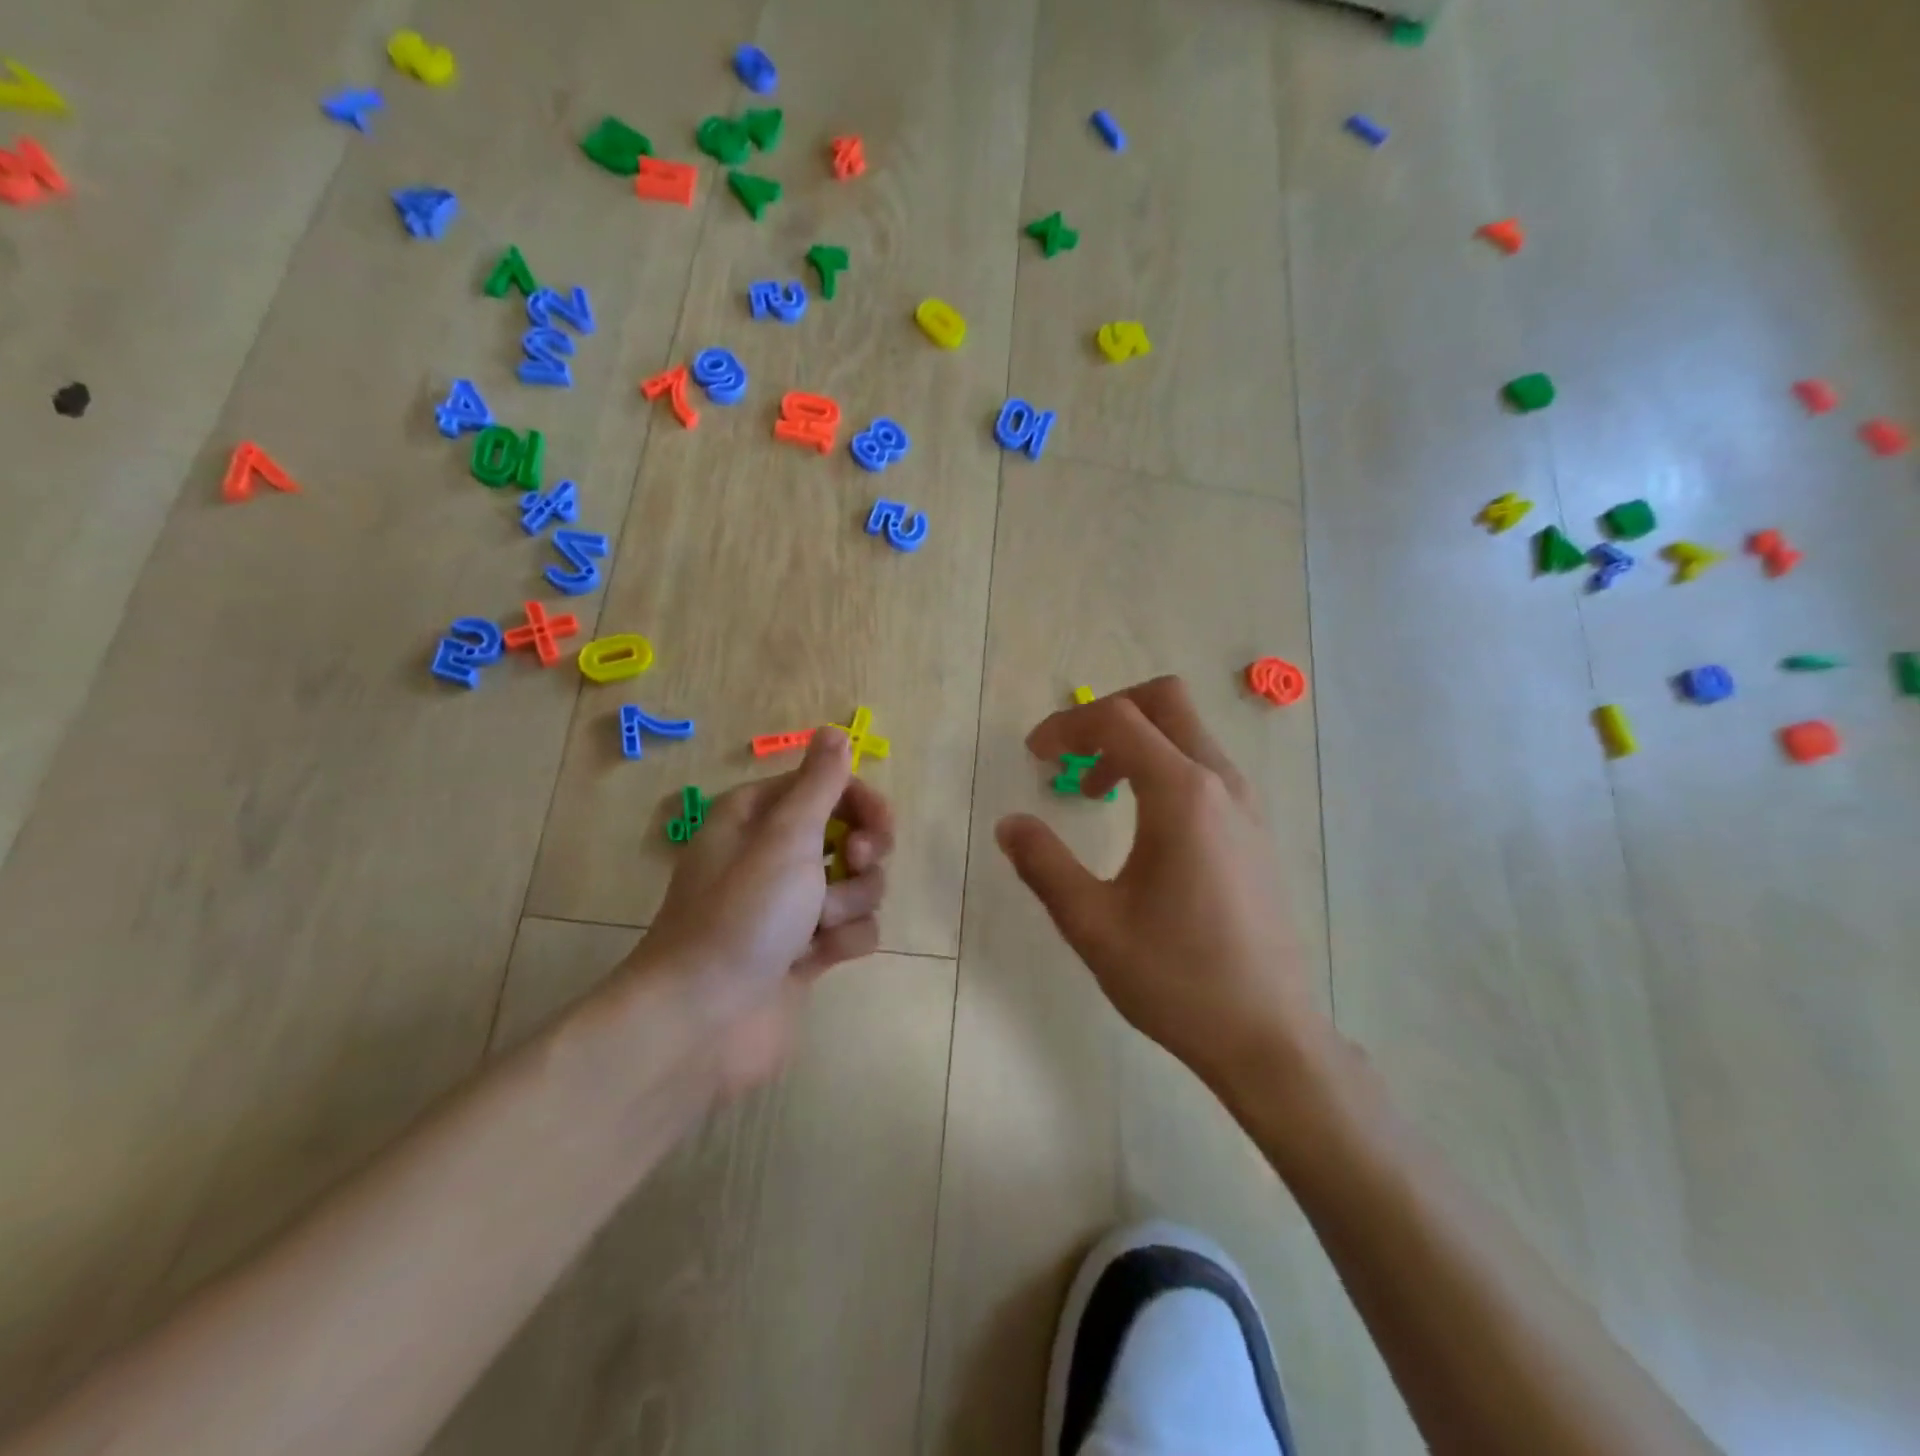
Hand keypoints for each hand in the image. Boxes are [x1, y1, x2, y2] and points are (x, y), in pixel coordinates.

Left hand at [629, 727, 893, 1096]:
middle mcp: (774, 855)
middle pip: (849, 833)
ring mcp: (792, 905)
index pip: (827, 786)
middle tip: (853, 865)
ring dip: (850, 902)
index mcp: (758, 817)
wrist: (703, 1022)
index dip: (860, 802)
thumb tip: (834, 730)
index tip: (877, 827)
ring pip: (857, 884)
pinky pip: (852, 929)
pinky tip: (819, 958)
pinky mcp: (806, 950)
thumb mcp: (784, 837)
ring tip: (820, 926)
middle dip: (861, 853)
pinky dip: (844, 940)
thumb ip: (819, 783)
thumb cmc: (742, 915)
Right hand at [994, 676, 1329, 1094]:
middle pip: (1165, 701)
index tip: (1033, 756)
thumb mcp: (1092, 924)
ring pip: (1188, 732)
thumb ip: (1044, 864)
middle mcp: (1220, 784)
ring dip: (1136, 742)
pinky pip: (1204, 768)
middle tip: (1069, 755)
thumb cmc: (1176, 978)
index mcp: (1181, 795)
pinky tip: (1141, 824)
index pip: (1117, 720)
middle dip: (1108, 712)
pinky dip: (1163, 767)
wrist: (1268, 1035)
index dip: (1066, 726)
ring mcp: (1245, 805)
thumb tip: (1010, 822)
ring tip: (1096, 793)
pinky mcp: (1254, 831)